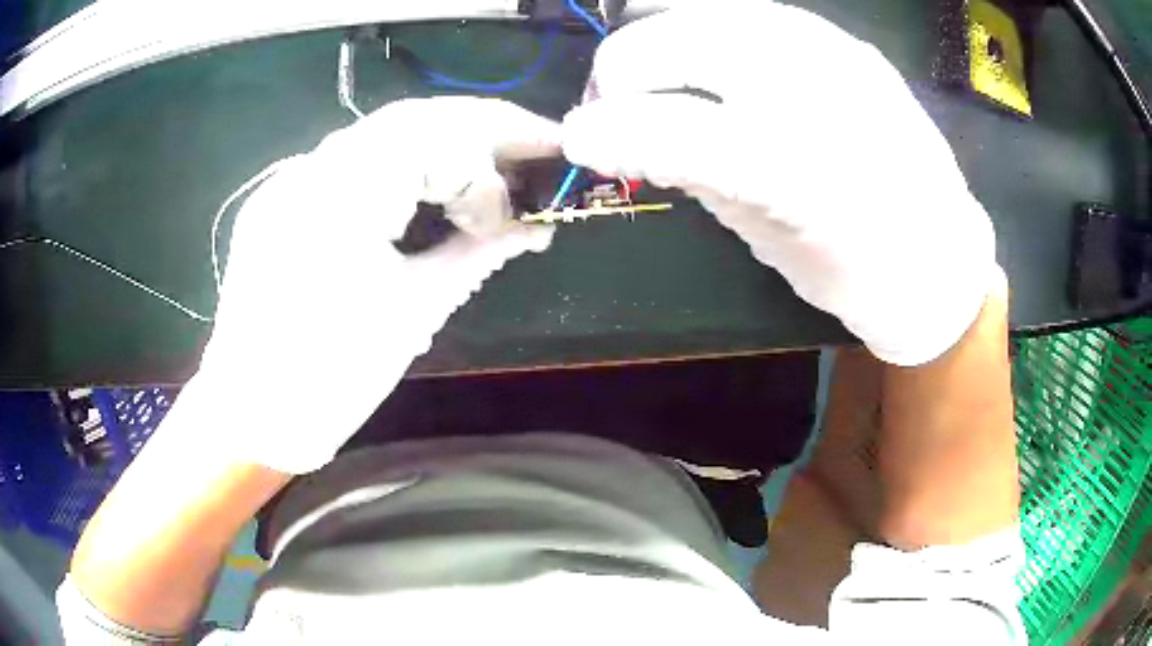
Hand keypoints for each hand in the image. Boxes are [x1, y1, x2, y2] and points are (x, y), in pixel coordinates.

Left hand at [187, 97, 557, 473]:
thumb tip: (536, 227)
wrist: (251, 414)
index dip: (504, 144)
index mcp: (339, 199)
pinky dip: (402, 165)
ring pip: (380, 135)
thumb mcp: (414, 313)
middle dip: (482, 127)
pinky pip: (351, 162)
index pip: (438, 134)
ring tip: (491, 169)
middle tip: (536, 145)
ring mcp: (289, 180)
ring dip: (443, 145)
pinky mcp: (282, 199)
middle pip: (412, 119)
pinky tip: (429, 188)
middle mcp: (309, 170)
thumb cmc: (331, 379)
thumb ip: (479, 254)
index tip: (550, 165)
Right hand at [563, 4, 999, 365]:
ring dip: (663, 40)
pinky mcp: (849, 43)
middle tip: (618, 103)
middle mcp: (819, 96)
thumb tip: (620, 134)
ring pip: (711, 12)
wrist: (941, 256)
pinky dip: (711, 27)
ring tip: (661, 77)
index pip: (673, 129)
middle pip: (681, 43)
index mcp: (800, 174)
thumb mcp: (767, 241)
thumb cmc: (857, 273)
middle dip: (625, 70)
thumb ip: (693, 175)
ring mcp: (839, 56)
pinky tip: (711, 59)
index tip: (576, 139)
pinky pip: (755, 12)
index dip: (607, 129)